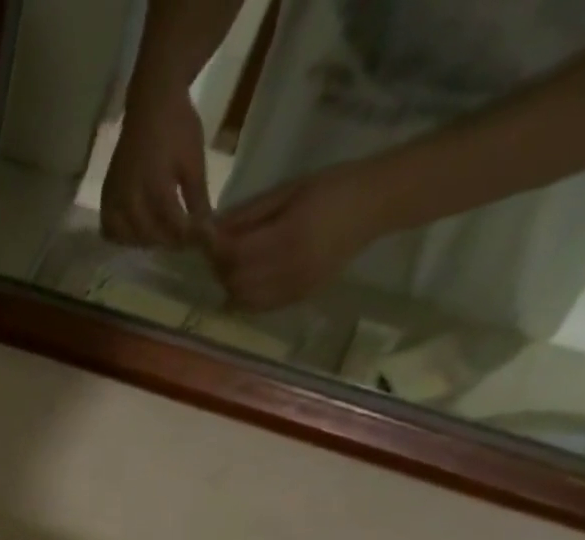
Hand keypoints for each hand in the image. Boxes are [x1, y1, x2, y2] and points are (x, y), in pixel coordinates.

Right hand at [101, 79, 214, 249]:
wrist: (150, 103)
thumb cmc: (177, 127)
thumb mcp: (194, 162)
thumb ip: (197, 199)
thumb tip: (206, 230)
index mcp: (156, 187)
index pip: (173, 226)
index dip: (190, 237)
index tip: (203, 241)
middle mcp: (130, 199)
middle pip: (150, 237)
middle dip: (170, 241)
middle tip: (185, 239)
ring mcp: (114, 200)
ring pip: (130, 238)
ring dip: (148, 242)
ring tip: (164, 236)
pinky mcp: (106, 198)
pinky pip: (110, 231)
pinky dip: (123, 237)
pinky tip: (137, 232)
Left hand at [214, 162, 390, 311]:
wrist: (377, 204)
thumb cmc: (333, 186)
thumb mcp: (288, 190)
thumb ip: (248, 214)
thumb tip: (210, 230)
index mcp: (288, 236)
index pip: (234, 254)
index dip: (214, 247)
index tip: (207, 236)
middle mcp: (290, 268)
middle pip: (234, 280)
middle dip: (219, 267)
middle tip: (220, 250)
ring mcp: (295, 288)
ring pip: (242, 299)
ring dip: (230, 284)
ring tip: (234, 264)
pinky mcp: (299, 298)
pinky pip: (258, 307)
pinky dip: (244, 297)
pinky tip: (248, 280)